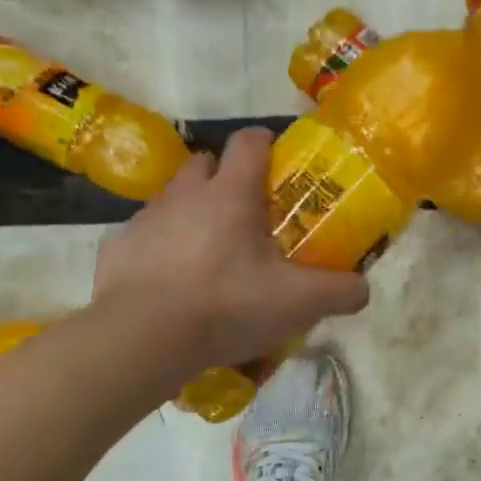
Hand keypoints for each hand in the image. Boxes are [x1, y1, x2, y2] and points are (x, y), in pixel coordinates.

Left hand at [91, 128, 368, 375]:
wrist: (141, 338)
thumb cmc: (226, 305)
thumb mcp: (299, 303)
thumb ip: (340, 291)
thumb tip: (362, 287)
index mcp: (231, 194)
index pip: (250, 142)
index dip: (267, 144)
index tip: (279, 164)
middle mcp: (185, 194)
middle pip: (206, 164)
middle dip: (225, 179)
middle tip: (246, 217)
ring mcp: (146, 219)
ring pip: (174, 200)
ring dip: (192, 215)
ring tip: (209, 257)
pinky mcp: (118, 248)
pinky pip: (145, 237)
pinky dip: (160, 250)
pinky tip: (171, 285)